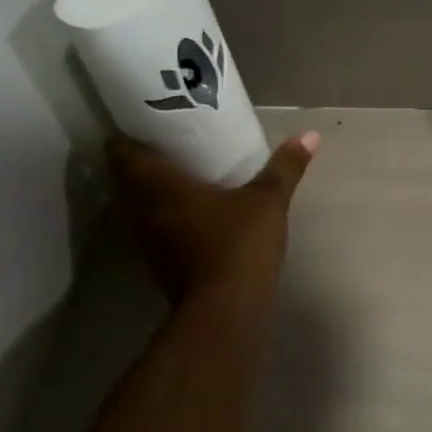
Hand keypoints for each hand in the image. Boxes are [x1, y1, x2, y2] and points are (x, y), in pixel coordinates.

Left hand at [108, 132, 318, 302]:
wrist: (225, 311)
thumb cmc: (238, 244)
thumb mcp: (268, 201)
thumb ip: (285, 167)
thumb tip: (311, 134)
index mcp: (158, 185)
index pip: (121, 152)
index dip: (127, 134)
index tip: (145, 120)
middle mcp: (143, 209)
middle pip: (125, 178)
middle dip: (142, 160)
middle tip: (169, 143)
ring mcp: (148, 240)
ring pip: (138, 205)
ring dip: (151, 190)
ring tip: (180, 172)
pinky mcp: (160, 263)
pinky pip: (153, 227)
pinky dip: (164, 215)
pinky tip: (191, 211)